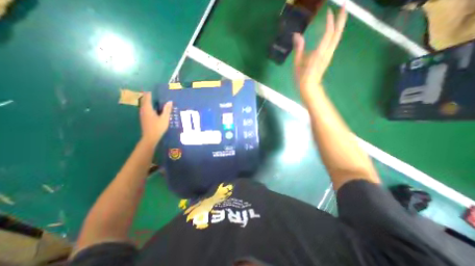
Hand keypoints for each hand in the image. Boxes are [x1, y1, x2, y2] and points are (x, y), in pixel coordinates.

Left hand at [140, 91, 172, 144]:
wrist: (150, 137)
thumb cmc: (158, 127)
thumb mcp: (164, 118)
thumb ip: (167, 109)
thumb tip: (170, 101)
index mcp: (148, 109)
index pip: (147, 98)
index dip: (149, 93)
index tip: (152, 89)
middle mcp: (143, 110)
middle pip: (144, 100)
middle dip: (147, 96)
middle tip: (152, 93)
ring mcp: (143, 114)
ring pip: (144, 105)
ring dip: (147, 101)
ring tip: (153, 99)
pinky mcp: (144, 118)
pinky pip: (145, 109)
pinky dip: (148, 106)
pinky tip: (153, 108)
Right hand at [292, 6, 347, 103]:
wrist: (309, 88)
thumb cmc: (301, 77)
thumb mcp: (297, 64)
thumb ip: (298, 48)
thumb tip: (297, 35)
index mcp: (319, 53)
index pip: (328, 33)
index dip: (330, 21)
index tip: (329, 11)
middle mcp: (327, 53)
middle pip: (337, 34)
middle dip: (341, 19)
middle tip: (344, 6)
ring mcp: (329, 56)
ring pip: (337, 38)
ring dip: (340, 26)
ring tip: (340, 16)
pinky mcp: (327, 58)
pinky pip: (333, 44)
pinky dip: (335, 35)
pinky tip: (333, 32)